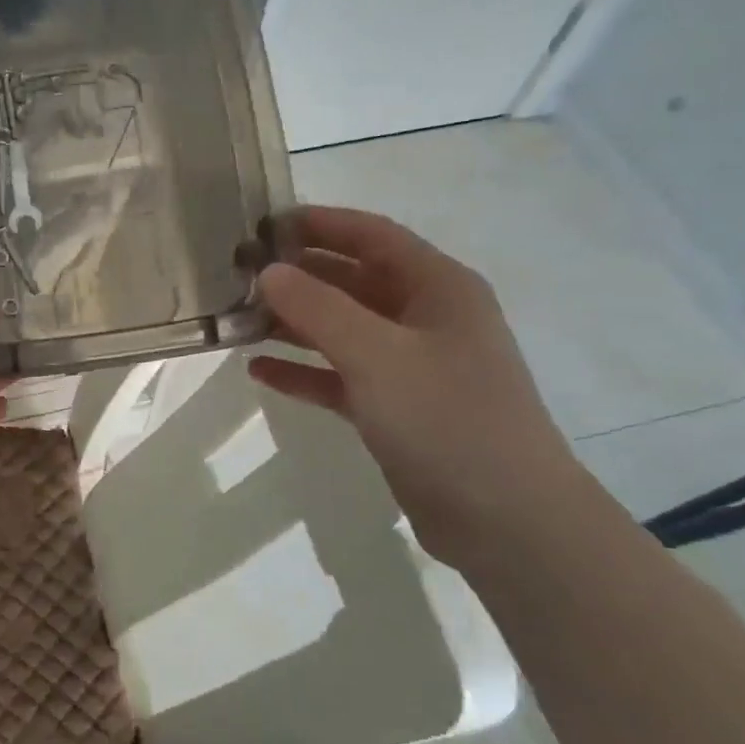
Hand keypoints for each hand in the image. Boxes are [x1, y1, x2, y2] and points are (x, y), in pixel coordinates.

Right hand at [248, 206, 588, 564]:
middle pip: (353, 280)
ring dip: (295, 323)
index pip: (371, 235)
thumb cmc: (446, 419)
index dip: (318, 224)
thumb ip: (318, 308)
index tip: (261, 222)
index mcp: (438, 287)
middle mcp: (425, 318)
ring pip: (342, 330)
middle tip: (239, 274)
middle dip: (299, 275)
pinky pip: (340, 377)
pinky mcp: (395, 409)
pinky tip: (259, 371)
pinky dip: (304, 371)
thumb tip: (268, 271)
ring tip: (239, 320)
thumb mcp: (376, 355)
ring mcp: (411, 366)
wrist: (505, 520)